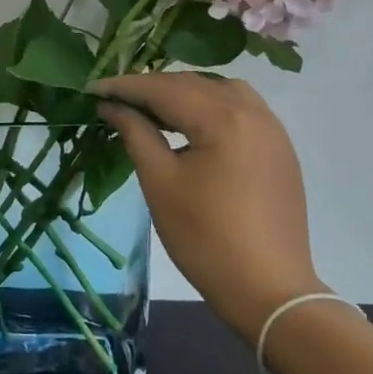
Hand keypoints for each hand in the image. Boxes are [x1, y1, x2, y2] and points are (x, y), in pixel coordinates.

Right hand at [92, 72, 324, 332]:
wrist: (268, 289)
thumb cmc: (204, 238)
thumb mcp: (160, 182)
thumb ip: (136, 133)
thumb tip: (112, 106)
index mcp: (223, 119)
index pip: (165, 89)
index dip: (125, 86)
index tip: (92, 88)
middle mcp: (253, 113)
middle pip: (194, 84)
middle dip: (152, 87)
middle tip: (115, 99)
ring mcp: (273, 130)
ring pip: (221, 90)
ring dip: (184, 92)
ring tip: (152, 109)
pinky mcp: (280, 149)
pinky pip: (242, 109)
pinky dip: (210, 106)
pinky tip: (191, 125)